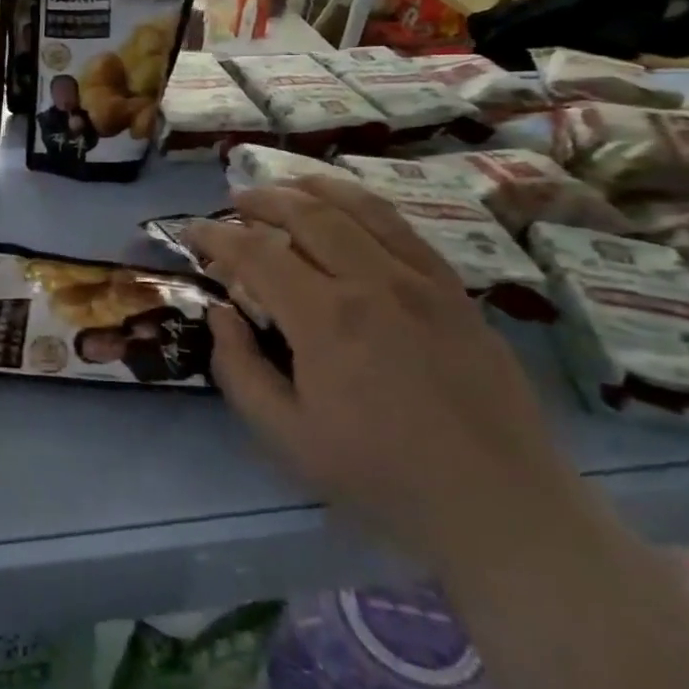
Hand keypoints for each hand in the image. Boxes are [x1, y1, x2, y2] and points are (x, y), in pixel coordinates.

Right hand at [187, 177, 592, 573]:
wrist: (496, 503)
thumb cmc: (381, 476)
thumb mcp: (287, 437)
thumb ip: (240, 369)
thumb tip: (219, 313)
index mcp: (325, 319)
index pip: (256, 253)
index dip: (217, 235)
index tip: (192, 231)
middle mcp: (373, 282)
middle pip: (308, 214)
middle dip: (263, 199)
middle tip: (236, 200)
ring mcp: (422, 281)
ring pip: (360, 209)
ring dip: (314, 188)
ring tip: (287, 185)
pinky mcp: (455, 291)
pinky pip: (405, 229)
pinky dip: (366, 207)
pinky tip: (352, 211)